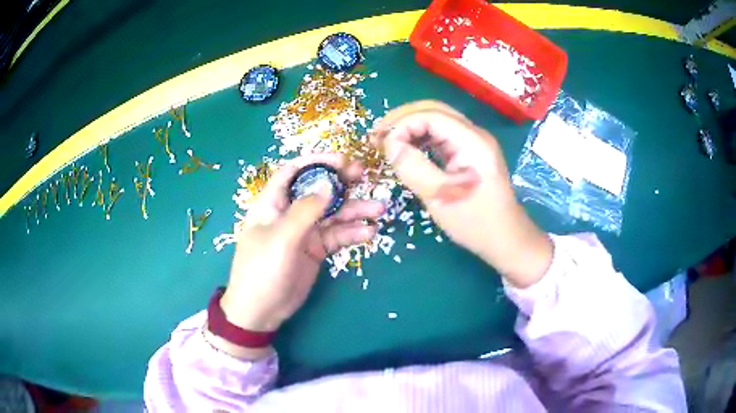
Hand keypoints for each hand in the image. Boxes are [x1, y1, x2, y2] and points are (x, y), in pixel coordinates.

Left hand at [207, 153, 384, 358]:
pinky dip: (353, 234)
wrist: (261, 311)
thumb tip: (329, 183)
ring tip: (379, 209)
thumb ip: (306, 210)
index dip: (317, 161)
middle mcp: (290, 213)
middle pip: (318, 190)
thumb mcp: (281, 238)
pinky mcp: (316, 250)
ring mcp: (304, 232)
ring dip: (355, 210)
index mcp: (273, 203)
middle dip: (341, 182)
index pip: (294, 172)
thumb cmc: (262, 270)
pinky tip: (370, 233)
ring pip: (333, 214)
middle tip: (364, 176)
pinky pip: (337, 236)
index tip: (342, 159)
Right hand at [373, 101, 551, 287]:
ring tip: (387, 142)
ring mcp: (473, 141)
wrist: (505, 238)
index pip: (430, 115)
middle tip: (377, 137)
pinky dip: (420, 137)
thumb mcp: (440, 197)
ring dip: (410, 126)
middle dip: (402, 119)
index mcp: (472, 141)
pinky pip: (441, 135)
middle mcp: (474, 134)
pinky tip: (406, 148)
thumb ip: (413, 167)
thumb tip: (389, 144)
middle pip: (433, 110)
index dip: (401, 125)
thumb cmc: (475, 222)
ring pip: (436, 120)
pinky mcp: (470, 151)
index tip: (380, 145)